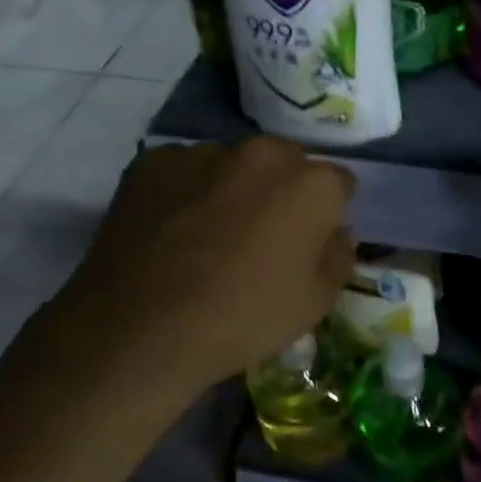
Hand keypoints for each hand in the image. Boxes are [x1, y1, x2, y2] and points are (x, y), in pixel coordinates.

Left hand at [29, 138, 355, 391]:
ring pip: (233, 165)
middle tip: (261, 237)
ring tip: (209, 235)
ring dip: (233, 188)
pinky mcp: (153, 162)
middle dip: (281, 192)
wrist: (141, 329)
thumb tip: (336, 233)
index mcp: (312, 183)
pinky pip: (185, 172)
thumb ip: (338, 256)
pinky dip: (186, 192)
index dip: (328, 213)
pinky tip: (171, 231)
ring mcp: (203, 152)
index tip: (311, 241)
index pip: (339, 184)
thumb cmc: (243, 318)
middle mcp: (262, 152)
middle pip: (285, 165)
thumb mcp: (315, 303)